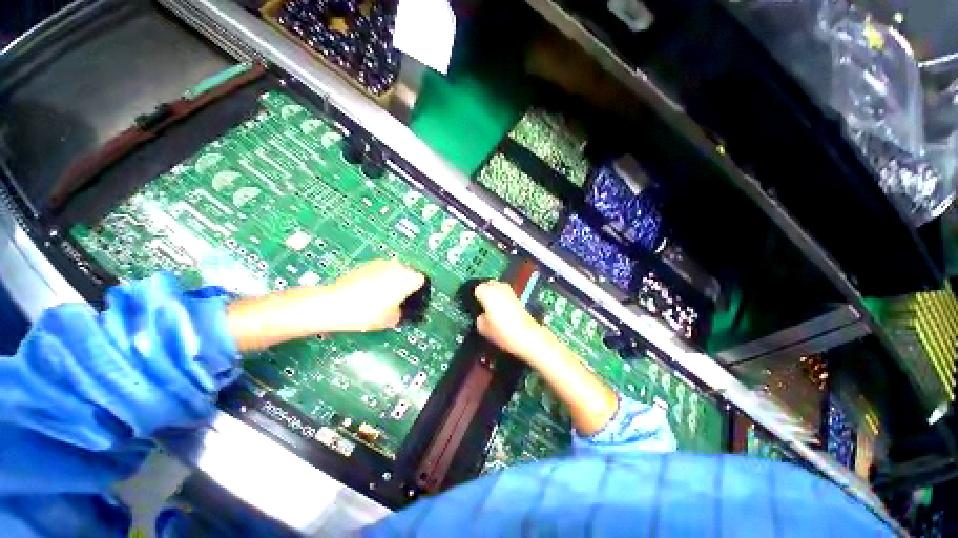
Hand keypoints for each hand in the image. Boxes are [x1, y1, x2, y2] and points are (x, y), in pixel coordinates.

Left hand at [323, 259, 425, 331]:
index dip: (418, 291)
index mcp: (407, 278)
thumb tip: (401, 310)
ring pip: (394, 271)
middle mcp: (397, 266)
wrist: (334, 304)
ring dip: (392, 281)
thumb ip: (402, 313)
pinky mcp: (366, 264)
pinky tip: (369, 293)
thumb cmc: (368, 313)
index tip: (412, 301)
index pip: (421, 280)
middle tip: (398, 300)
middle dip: (405, 285)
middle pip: (408, 274)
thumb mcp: (392, 319)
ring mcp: (381, 263)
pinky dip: (379, 279)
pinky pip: (380, 271)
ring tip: (383, 297)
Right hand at [474, 281, 553, 364]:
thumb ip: (479, 317)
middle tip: (481, 306)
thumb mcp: (482, 327)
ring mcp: (510, 291)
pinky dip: (502, 299)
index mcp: (487, 291)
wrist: (528, 336)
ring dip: (494, 295)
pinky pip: (505, 294)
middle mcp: (498, 287)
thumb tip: (482, 314)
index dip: (474, 298)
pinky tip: (501, 311)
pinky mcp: (518, 297)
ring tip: (491, 309)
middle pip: (488, 285)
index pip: (476, 289)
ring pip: (497, 288)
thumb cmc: (502, 331)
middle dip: (484, 293)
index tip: (473, 306)